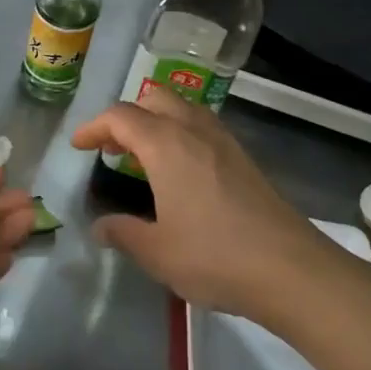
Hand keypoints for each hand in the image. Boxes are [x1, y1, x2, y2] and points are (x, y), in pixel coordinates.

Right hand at [70, 86, 347, 321]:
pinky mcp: (246, 161)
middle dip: (127, 116)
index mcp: (168, 146)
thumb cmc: (215, 257)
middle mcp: (196, 133)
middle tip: (111, 148)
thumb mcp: (156, 252)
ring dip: (157, 122)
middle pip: (156, 99)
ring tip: (142, 158)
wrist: (292, 271)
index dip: (94, 127)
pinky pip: (204, 129)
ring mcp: (226, 144)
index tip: (78, 147)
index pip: (122, 116)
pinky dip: (181, 135)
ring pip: (185, 110)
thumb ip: (123, 234)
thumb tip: (100, 227)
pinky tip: (179, 174)